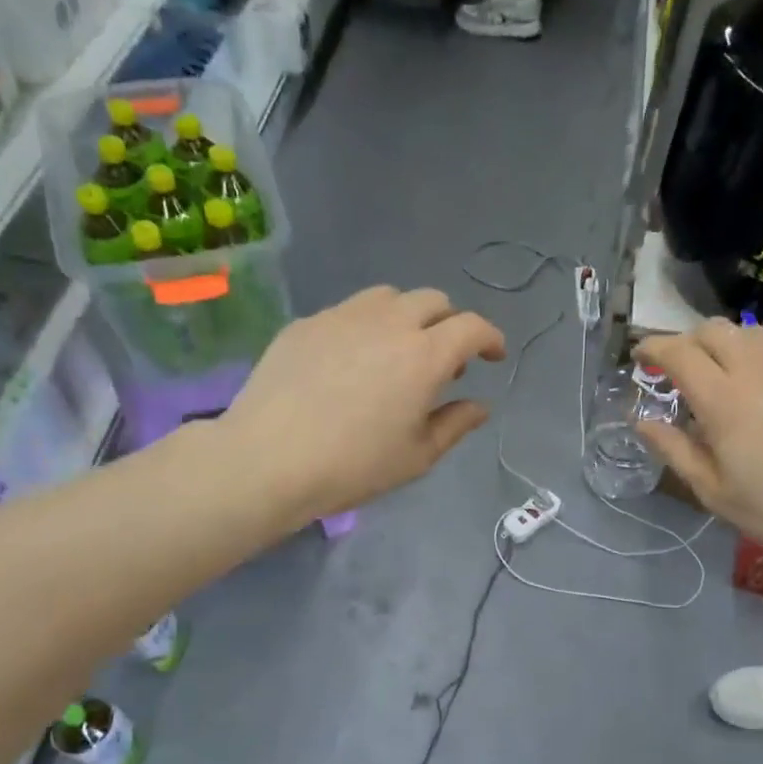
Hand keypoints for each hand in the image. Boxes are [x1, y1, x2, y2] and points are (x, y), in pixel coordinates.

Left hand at [220, 285, 505, 517]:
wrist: (269, 459)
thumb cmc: (354, 466)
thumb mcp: (416, 456)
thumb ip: (455, 425)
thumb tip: (480, 405)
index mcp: (424, 356)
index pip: (471, 327)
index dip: (490, 338)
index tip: (493, 356)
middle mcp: (388, 323)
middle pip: (433, 301)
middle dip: (450, 323)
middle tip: (446, 360)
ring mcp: (342, 317)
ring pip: (389, 297)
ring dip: (408, 316)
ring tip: (399, 352)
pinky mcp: (306, 324)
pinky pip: (349, 312)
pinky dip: (366, 326)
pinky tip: (352, 361)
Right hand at [635, 321, 762, 574]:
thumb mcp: (714, 492)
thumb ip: (675, 450)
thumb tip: (642, 421)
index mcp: (724, 402)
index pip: (679, 353)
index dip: (653, 347)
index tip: (640, 356)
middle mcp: (759, 371)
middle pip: (714, 329)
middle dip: (687, 341)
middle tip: (679, 369)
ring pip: (751, 331)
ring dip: (725, 343)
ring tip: (721, 373)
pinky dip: (759, 352)